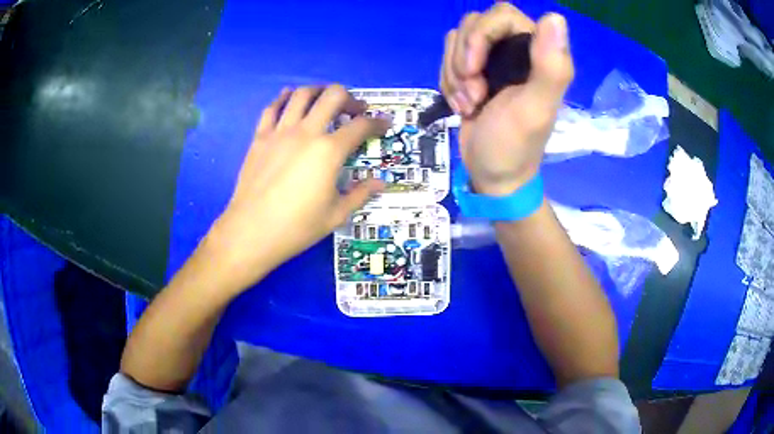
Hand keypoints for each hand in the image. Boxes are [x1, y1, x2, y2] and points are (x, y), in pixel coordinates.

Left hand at [205, 85, 389, 293]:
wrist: (251, 231)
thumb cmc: (297, 227)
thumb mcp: (336, 214)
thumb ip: (360, 193)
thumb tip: (380, 183)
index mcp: (329, 151)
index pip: (361, 126)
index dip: (377, 123)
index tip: (384, 124)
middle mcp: (306, 132)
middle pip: (333, 96)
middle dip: (350, 99)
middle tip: (355, 111)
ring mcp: (280, 132)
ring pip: (302, 95)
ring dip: (319, 91)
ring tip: (325, 100)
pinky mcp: (260, 137)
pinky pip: (272, 108)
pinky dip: (284, 98)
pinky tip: (290, 98)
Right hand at [440, 3, 573, 195]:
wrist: (492, 174)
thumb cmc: (515, 146)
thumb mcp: (534, 109)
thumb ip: (550, 67)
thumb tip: (556, 17)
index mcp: (538, 53)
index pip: (501, 15)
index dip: (480, 36)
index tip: (474, 69)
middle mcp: (516, 49)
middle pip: (474, 24)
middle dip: (463, 60)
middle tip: (474, 95)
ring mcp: (493, 59)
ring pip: (457, 41)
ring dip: (454, 74)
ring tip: (470, 104)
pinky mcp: (474, 71)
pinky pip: (448, 58)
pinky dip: (448, 81)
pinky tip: (463, 105)